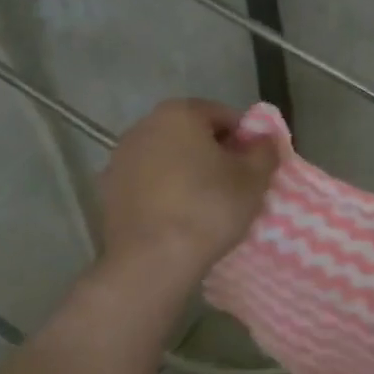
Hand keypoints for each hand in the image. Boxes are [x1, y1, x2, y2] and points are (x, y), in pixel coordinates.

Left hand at [98, 98, 279, 284]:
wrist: (152, 260)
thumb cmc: (209, 209)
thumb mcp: (253, 180)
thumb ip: (264, 151)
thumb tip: (265, 138)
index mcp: (179, 113)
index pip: (223, 115)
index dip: (245, 139)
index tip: (254, 167)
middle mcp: (144, 126)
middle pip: (191, 134)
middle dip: (213, 153)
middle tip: (234, 186)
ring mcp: (120, 158)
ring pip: (167, 159)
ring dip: (186, 173)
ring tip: (206, 205)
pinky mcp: (108, 190)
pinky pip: (147, 183)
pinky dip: (164, 192)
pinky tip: (178, 218)